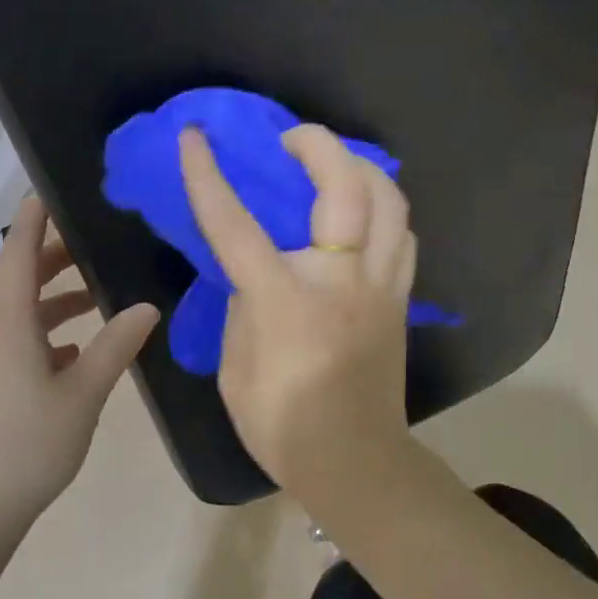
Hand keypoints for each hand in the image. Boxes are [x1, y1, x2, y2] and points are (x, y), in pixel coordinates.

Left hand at [0, 195, 157, 525]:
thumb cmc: (25, 445)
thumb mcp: (83, 393)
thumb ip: (115, 345)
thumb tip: (147, 306)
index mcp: (8, 321)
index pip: (19, 250)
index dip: (35, 215)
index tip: (55, 187)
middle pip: (22, 277)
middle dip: (56, 255)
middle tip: (100, 240)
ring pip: (22, 312)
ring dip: (56, 297)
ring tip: (99, 294)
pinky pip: (18, 340)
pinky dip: (47, 332)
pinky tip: (78, 352)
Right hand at [178, 124, 416, 493]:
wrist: (353, 461)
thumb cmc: (282, 422)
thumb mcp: (235, 364)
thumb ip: (242, 303)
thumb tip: (254, 268)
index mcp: (285, 298)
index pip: (237, 224)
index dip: (208, 176)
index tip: (195, 137)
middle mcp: (342, 279)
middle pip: (348, 187)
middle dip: (319, 144)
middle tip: (293, 140)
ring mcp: (382, 285)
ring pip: (391, 201)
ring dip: (362, 168)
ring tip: (335, 166)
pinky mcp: (402, 297)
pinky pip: (402, 234)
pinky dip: (384, 209)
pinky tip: (363, 213)